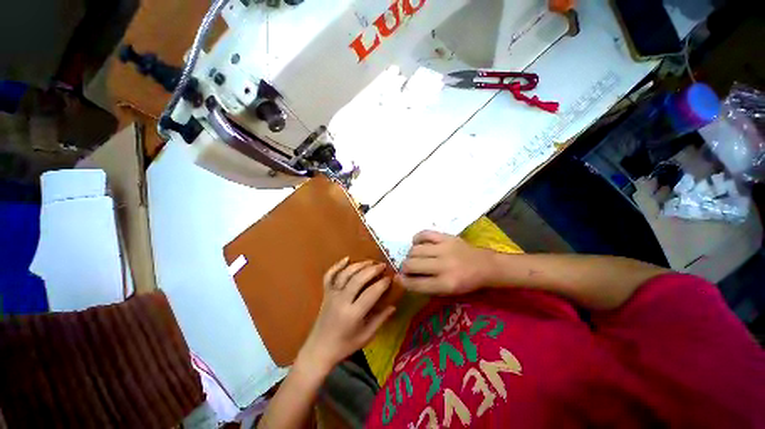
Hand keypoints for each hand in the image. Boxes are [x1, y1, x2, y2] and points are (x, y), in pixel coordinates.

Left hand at [298, 258, 395, 373]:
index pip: (371, 293)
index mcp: (353, 314)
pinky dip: (337, 265)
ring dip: (359, 265)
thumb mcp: (366, 336)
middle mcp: (341, 301)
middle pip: (358, 279)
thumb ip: (380, 319)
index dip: (382, 284)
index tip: (390, 278)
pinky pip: (329, 276)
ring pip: (345, 274)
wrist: (319, 350)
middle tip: (382, 265)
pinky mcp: (325, 293)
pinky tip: (347, 258)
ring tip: (370, 261)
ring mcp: (332, 295)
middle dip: (372, 270)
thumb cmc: (344, 346)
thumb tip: (393, 306)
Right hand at [398, 230, 495, 294]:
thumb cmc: (466, 283)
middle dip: (404, 267)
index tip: (399, 279)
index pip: (416, 283)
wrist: (485, 266)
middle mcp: (444, 266)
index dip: (403, 282)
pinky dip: (417, 239)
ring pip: (415, 249)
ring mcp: (445, 248)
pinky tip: (417, 243)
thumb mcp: (448, 292)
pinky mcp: (447, 237)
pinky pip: (424, 234)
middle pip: (411, 264)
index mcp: (446, 284)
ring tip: (414, 257)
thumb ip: (426, 287)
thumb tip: (403, 279)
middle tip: (407, 268)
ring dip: (410, 255)